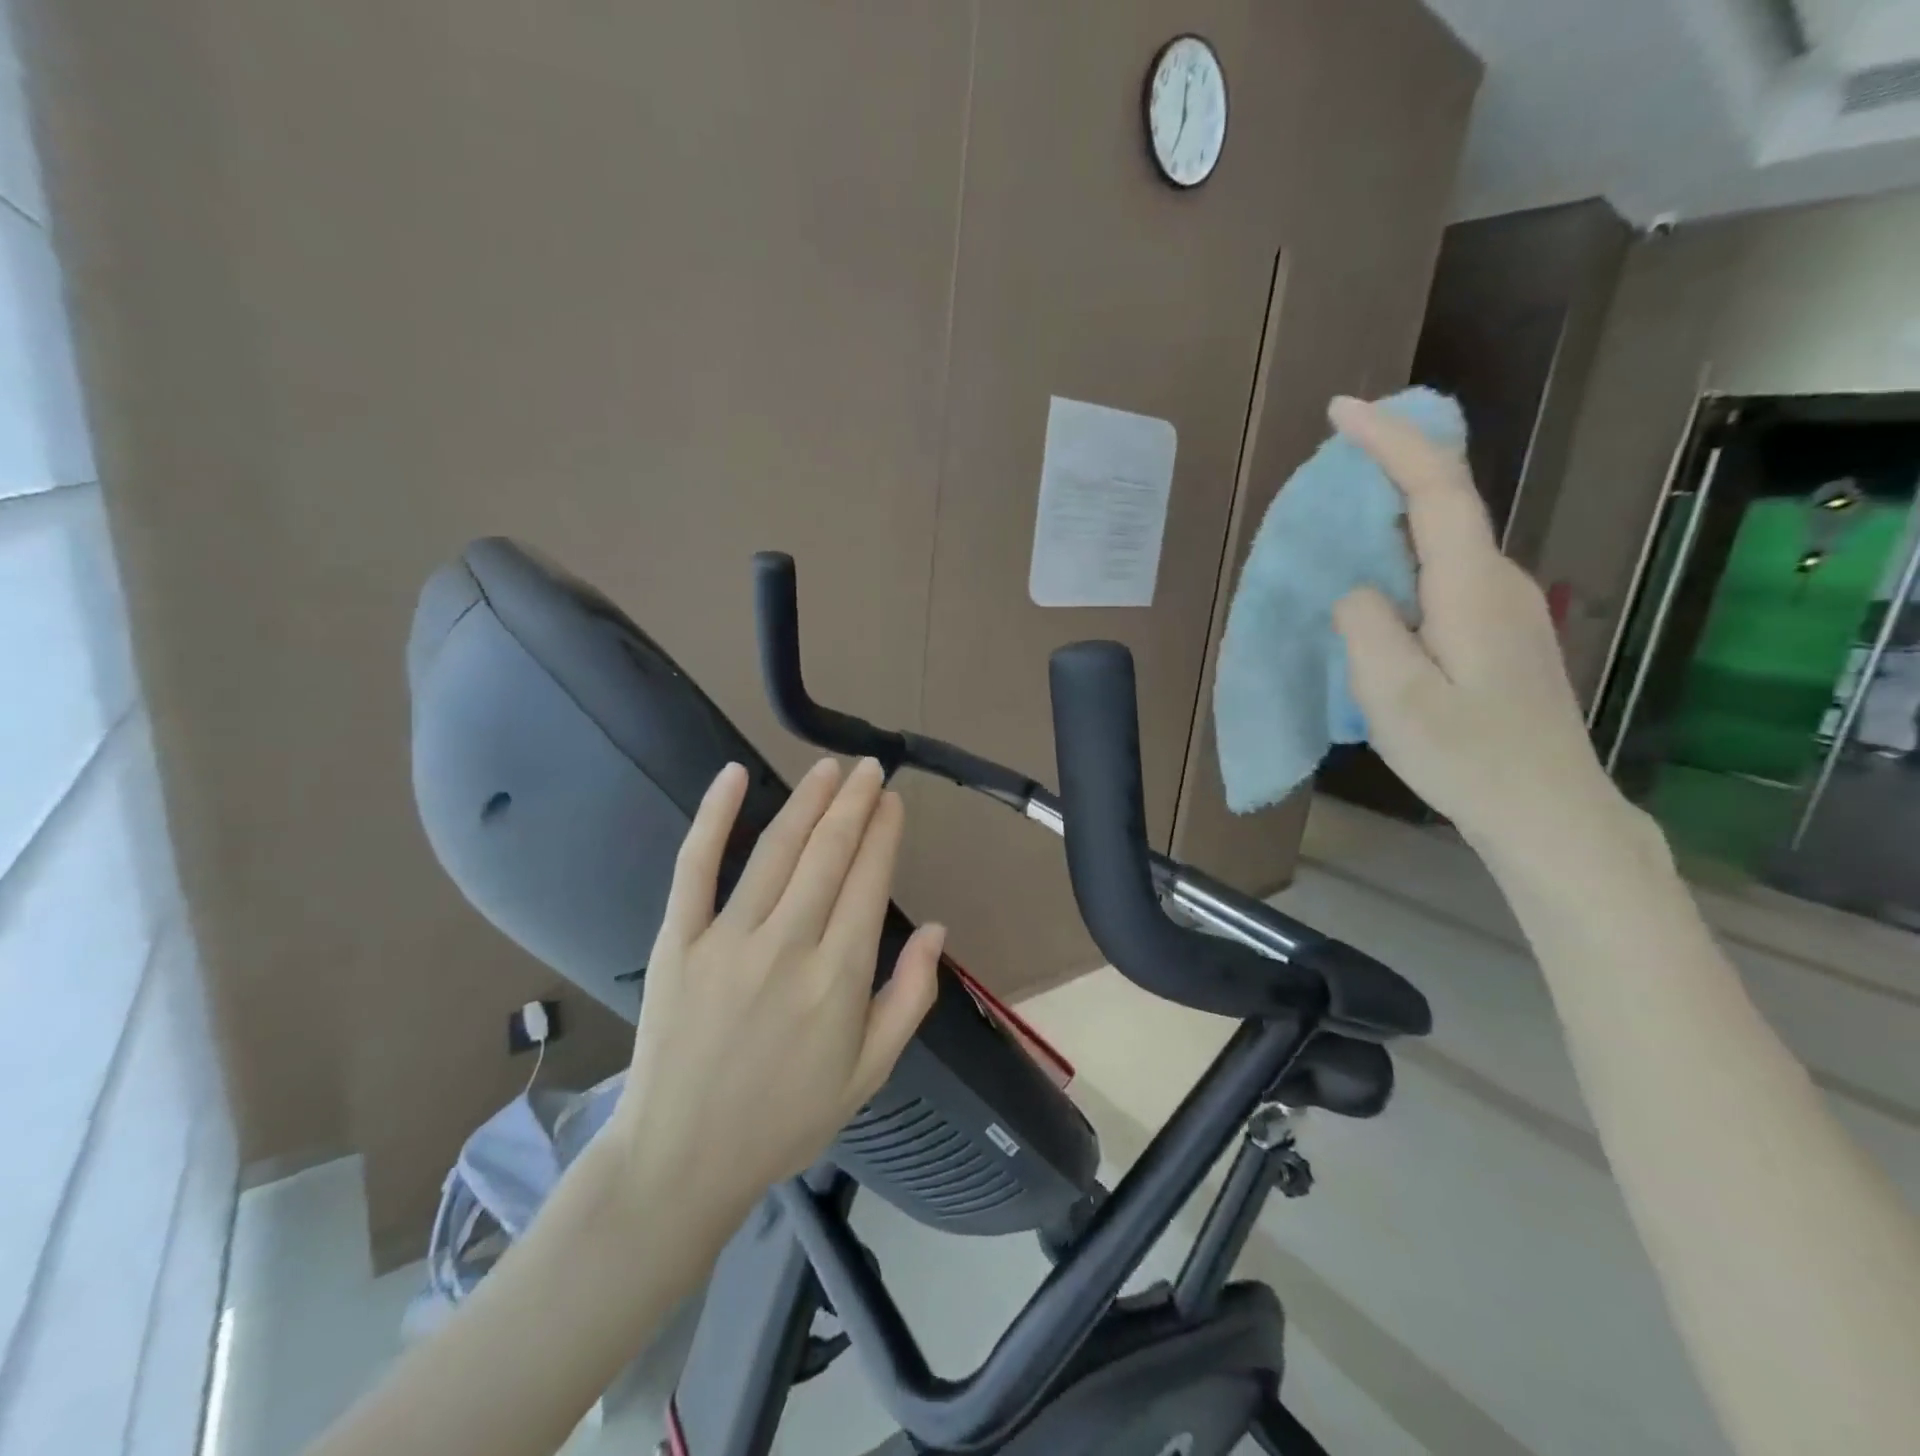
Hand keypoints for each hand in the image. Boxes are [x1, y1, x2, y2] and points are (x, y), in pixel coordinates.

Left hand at [609, 757, 940, 1221]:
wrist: (682, 1159)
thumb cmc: (786, 1119)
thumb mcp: (870, 1073)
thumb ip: (911, 998)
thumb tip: (937, 928)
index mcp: (839, 978)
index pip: (869, 881)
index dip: (883, 833)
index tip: (892, 800)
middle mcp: (788, 947)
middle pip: (829, 854)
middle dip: (854, 803)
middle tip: (869, 769)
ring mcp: (727, 940)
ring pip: (777, 850)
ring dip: (807, 801)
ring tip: (829, 768)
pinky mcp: (676, 942)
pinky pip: (694, 867)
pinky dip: (714, 817)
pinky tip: (733, 776)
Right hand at [1328, 396, 1636, 860]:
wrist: (1546, 810)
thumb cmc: (1465, 754)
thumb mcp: (1393, 693)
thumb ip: (1365, 625)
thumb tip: (1355, 589)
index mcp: (1469, 585)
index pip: (1434, 487)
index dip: (1390, 440)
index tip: (1342, 409)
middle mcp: (1496, 580)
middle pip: (1444, 501)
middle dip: (1387, 467)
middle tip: (1328, 465)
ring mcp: (1504, 606)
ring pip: (1443, 540)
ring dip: (1391, 517)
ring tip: (1336, 523)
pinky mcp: (1498, 632)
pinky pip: (1444, 573)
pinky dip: (1403, 557)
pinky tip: (1373, 583)